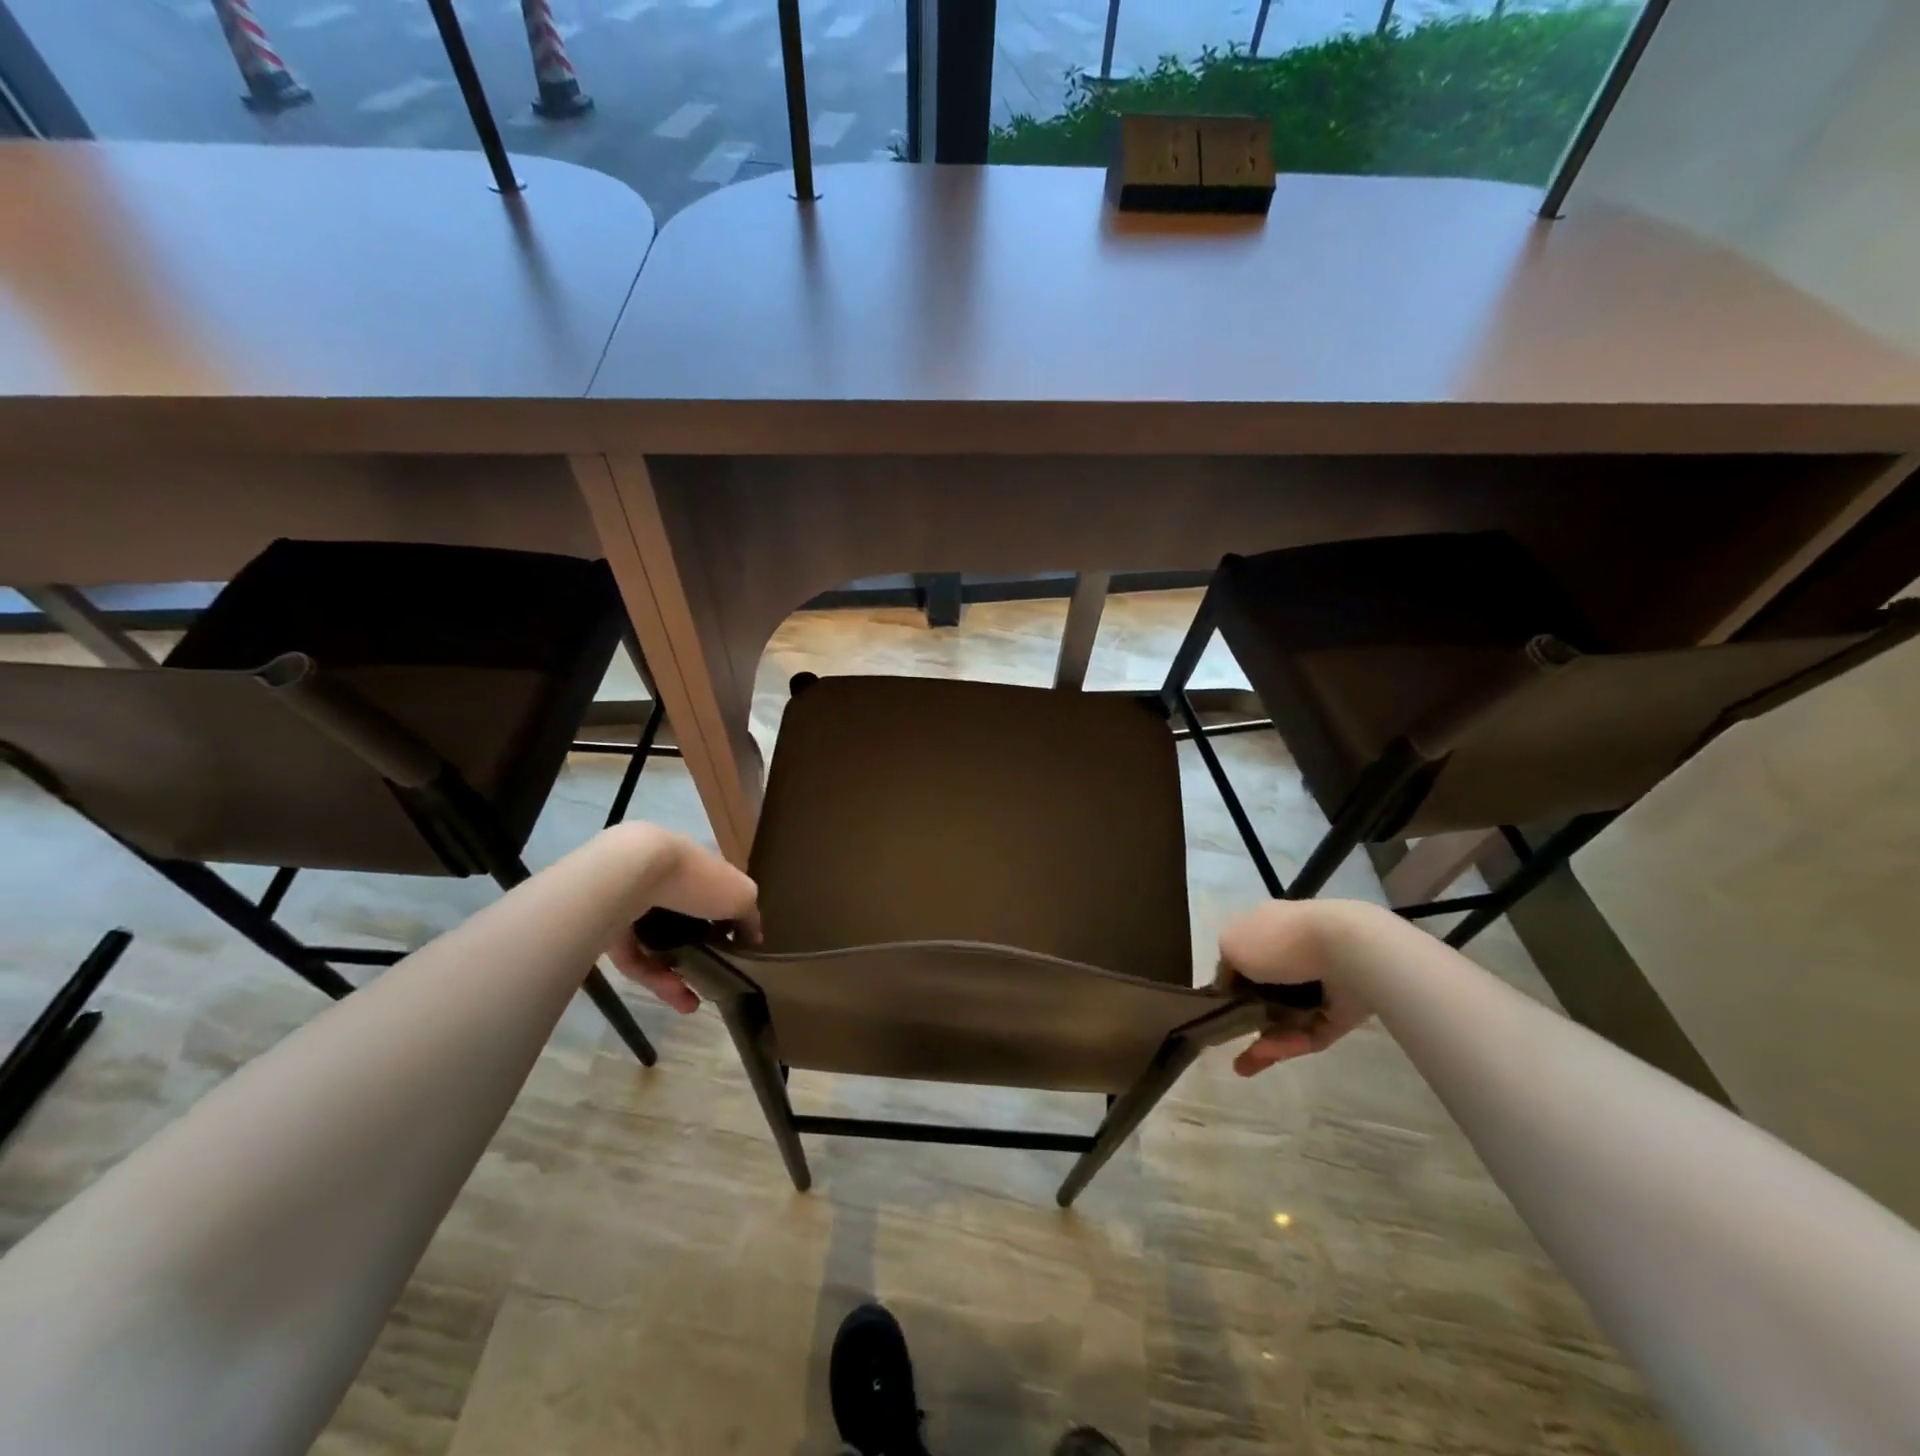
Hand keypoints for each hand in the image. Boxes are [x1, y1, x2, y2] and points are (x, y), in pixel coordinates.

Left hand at [602, 826, 758, 1013]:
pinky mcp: (609, 929)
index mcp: (697, 867)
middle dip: (699, 951)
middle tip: (713, 978)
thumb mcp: (741, 895)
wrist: (631, 874)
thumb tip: (753, 937)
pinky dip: (654, 977)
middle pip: (685, 920)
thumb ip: (749, 917)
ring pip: (658, 944)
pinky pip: (636, 957)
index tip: (736, 945)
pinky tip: (674, 995)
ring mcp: (635, 906)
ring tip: (693, 1004)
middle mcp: (666, 883)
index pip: (715, 890)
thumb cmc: (696, 879)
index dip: (727, 916)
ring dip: (677, 975)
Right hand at [1218, 900, 1374, 1075]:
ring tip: (1244, 1065)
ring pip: (1289, 1016)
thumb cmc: (1279, 942)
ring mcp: (1322, 982)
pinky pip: (1312, 1030)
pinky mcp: (1343, 1011)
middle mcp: (1295, 952)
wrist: (1345, 951)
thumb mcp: (1231, 945)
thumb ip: (1225, 967)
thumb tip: (1230, 984)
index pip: (1247, 954)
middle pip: (1267, 990)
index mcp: (1269, 927)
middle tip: (1230, 1040)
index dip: (1232, 981)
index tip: (1219, 1006)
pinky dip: (1290, 1043)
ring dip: (1266, 1039)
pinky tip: (1267, 1054)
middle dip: (1248, 1018)